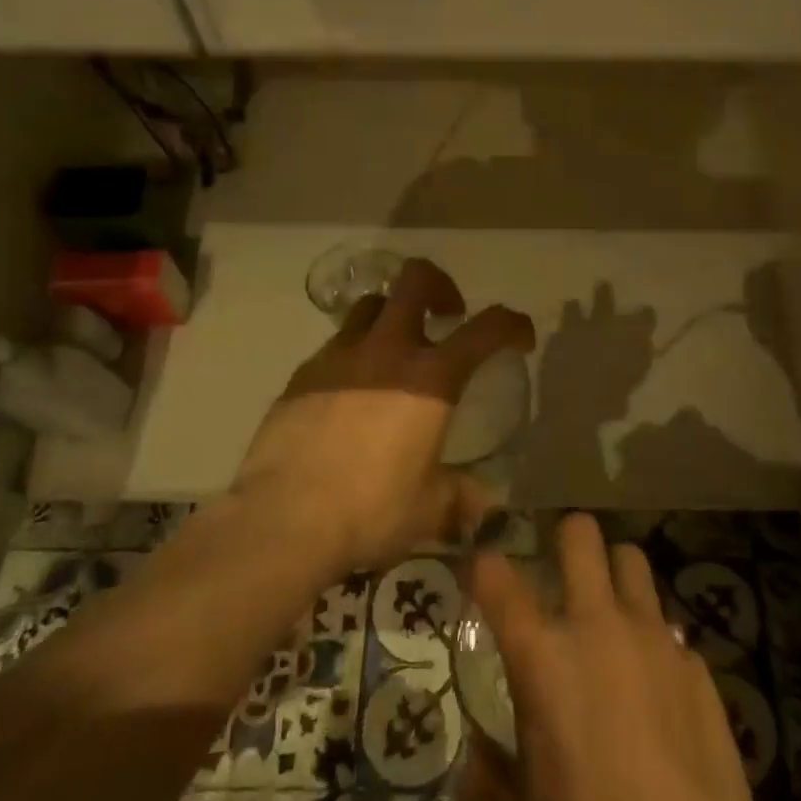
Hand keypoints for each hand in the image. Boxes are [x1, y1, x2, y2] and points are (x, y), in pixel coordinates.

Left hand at [232, 258, 534, 575]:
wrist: (282, 520)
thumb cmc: (369, 510)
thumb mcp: (428, 510)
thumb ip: (459, 499)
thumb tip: (481, 507)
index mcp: (430, 378)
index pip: (486, 328)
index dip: (512, 324)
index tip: (518, 339)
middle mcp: (386, 351)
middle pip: (415, 280)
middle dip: (440, 286)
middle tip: (447, 316)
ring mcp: (339, 357)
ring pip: (371, 305)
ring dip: (393, 316)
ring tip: (395, 351)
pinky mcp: (303, 374)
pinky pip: (336, 346)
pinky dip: (355, 355)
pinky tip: (351, 394)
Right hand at [460, 514, 800, 800]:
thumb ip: (488, 780)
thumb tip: (472, 760)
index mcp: (542, 657)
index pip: (497, 576)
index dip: (483, 564)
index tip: (480, 571)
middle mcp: (598, 627)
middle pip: (580, 534)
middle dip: (564, 539)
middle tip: (559, 572)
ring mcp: (654, 639)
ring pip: (632, 561)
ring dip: (614, 576)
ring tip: (610, 613)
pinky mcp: (697, 665)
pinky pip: (668, 626)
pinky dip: (653, 639)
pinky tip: (655, 685)